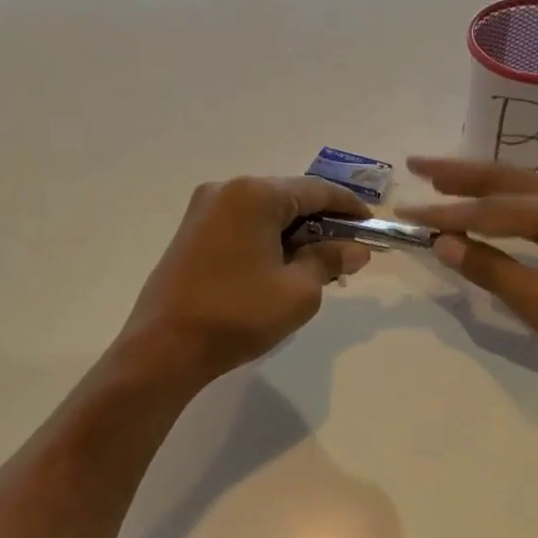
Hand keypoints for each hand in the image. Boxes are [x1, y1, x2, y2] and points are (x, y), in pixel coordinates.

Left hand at [119, 176, 373, 383]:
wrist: (164, 347)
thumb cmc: (238, 315)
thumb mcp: (298, 291)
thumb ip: (330, 261)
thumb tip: (355, 249)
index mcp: (254, 194)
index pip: (316, 190)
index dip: (349, 207)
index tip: (372, 226)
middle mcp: (226, 190)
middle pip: (289, 198)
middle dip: (321, 224)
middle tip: (347, 254)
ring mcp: (203, 211)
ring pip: (264, 213)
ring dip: (294, 234)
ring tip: (317, 267)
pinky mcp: (191, 234)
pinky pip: (242, 226)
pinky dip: (267, 240)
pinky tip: (280, 268)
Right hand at [399, 156, 537, 381]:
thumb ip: (490, 269)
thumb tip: (442, 243)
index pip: (490, 209)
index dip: (445, 213)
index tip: (405, 212)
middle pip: (505, 179)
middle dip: (458, 173)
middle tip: (416, 165)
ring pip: (522, 187)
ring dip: (480, 182)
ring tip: (442, 178)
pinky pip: (536, 203)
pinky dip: (503, 199)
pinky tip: (490, 203)